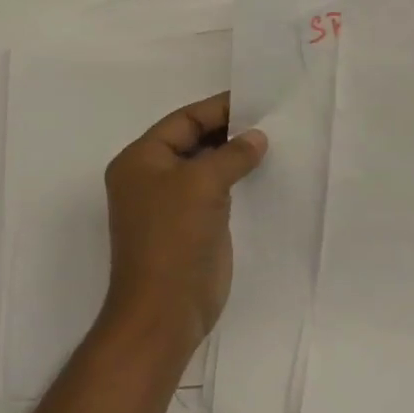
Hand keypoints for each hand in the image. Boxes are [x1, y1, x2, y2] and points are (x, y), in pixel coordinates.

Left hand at [103, 93, 266, 359]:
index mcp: (140, 160)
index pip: (183, 120)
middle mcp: (151, 177)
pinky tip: (263, 174)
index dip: (218, 109)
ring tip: (273, 142)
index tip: (257, 100)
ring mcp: (170, 204)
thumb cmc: (174, 238)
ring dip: (235, 155)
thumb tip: (257, 137)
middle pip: (193, 140)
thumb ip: (232, 154)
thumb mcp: (202, 184)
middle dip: (229, 131)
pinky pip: (215, 191)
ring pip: (206, 166)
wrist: (165, 311)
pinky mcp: (190, 226)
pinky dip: (236, 180)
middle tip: (270, 120)